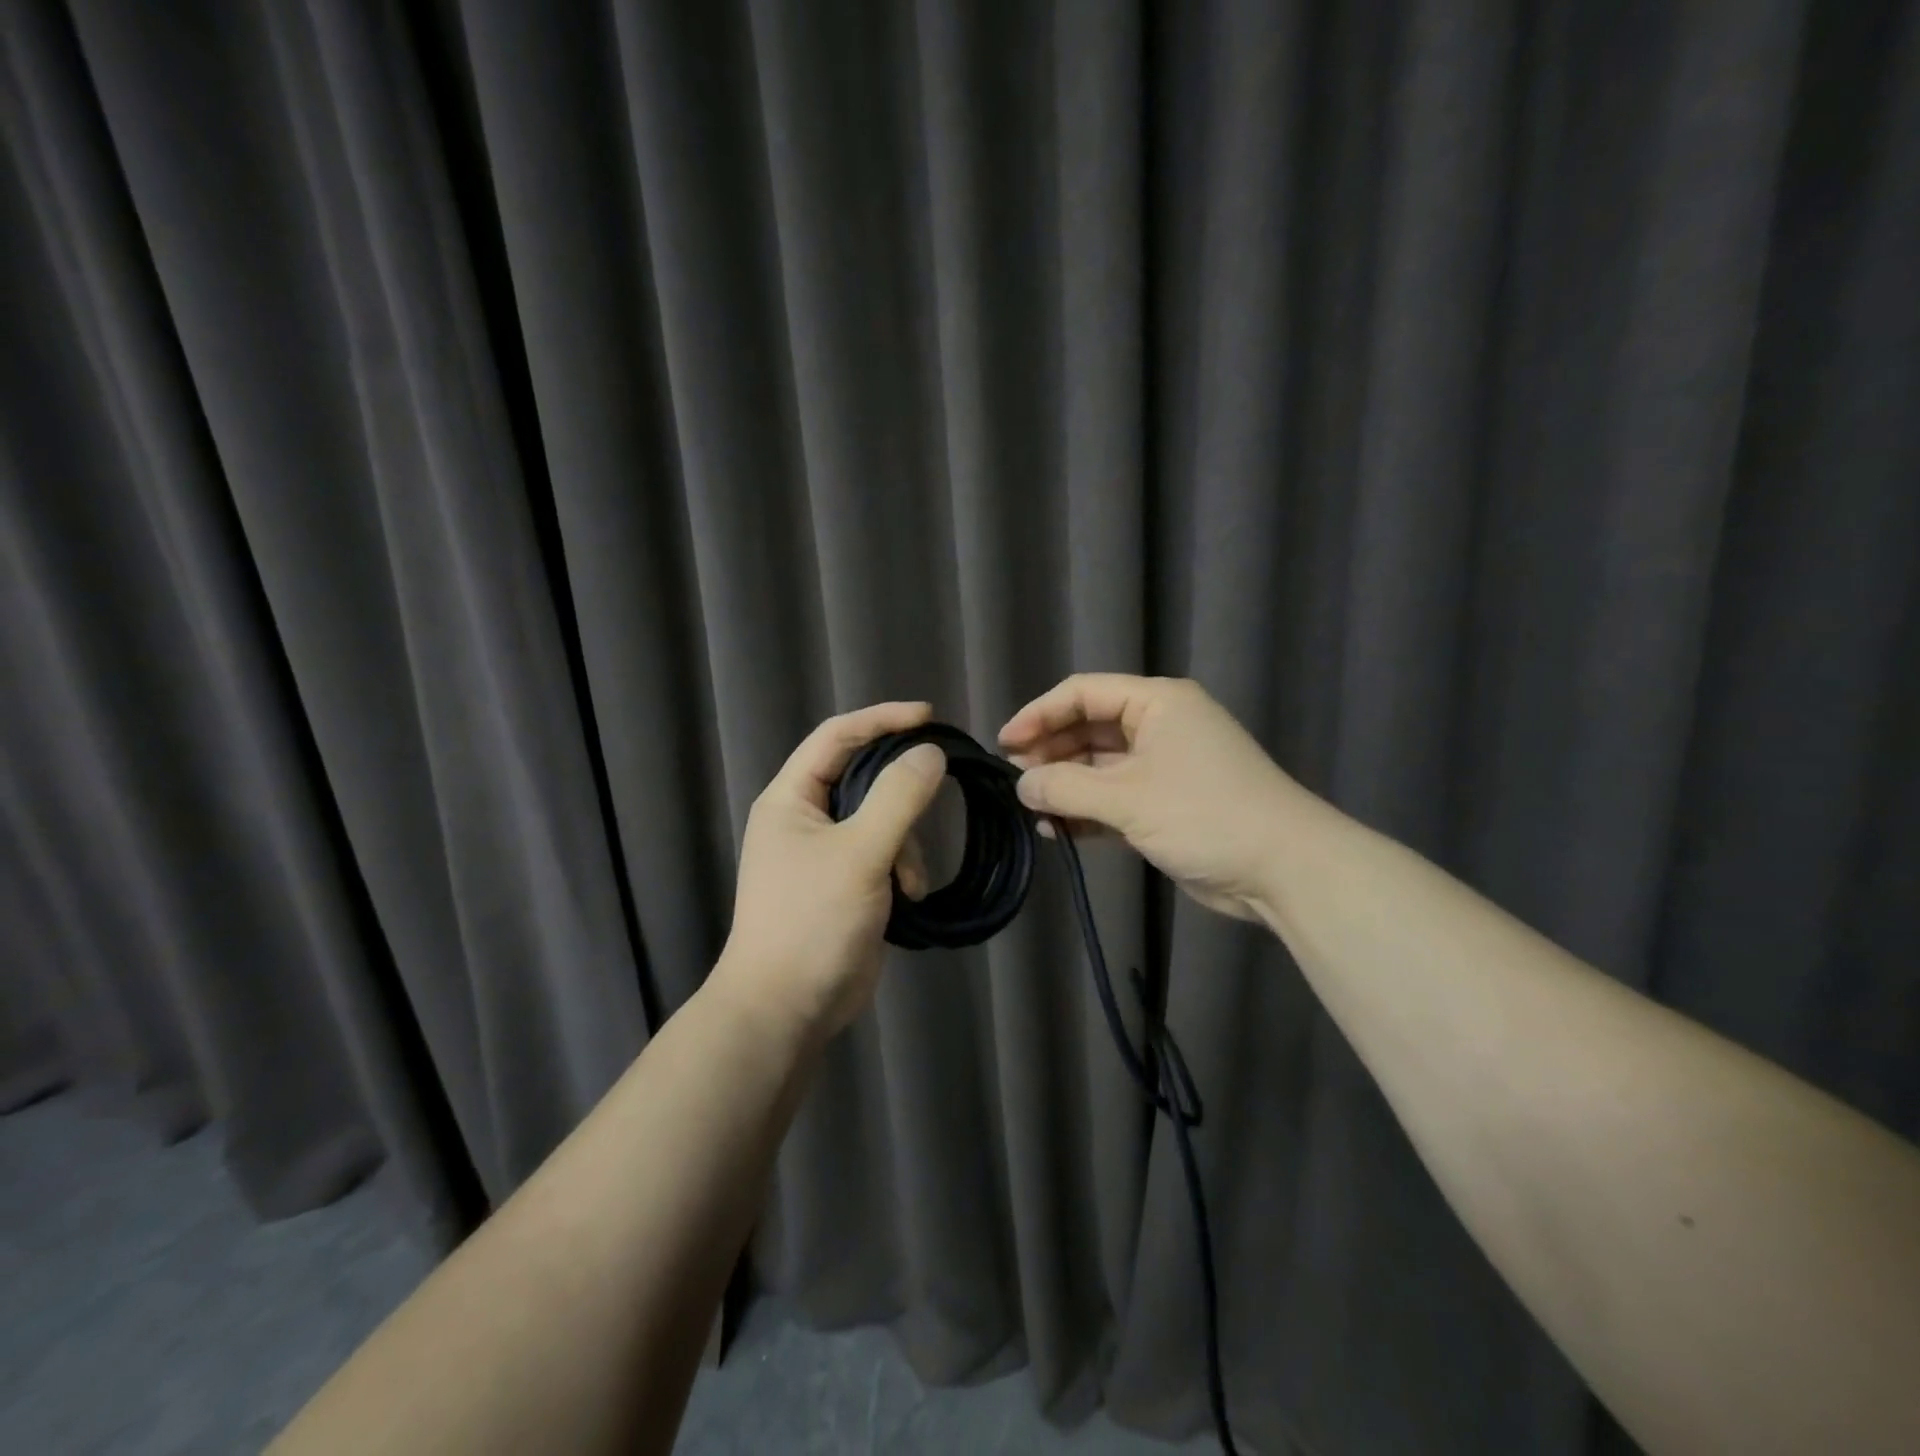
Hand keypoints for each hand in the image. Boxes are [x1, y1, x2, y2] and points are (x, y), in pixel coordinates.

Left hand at [716, 702, 946, 1041]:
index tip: (929, 716)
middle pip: (863, 777)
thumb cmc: (812, 921)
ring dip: (905, 845)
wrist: (786, 1008)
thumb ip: (898, 797)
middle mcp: (805, 818)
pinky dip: (901, 869)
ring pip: (881, 820)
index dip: (881, 719)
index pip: (837, 736)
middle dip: (901, 793)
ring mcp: (826, 853)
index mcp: (791, 798)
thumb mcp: (860, 853)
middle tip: (938, 787)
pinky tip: (908, 899)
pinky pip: (884, 854)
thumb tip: (931, 753)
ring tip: (908, 883)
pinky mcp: (846, 883)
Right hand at [999, 674, 1298, 921]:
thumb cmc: (1205, 815)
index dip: (1040, 714)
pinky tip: (1057, 829)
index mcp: (1157, 703)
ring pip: (1100, 766)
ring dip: (1066, 784)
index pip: (1084, 692)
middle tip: (1015, 778)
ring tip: (1030, 806)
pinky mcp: (1167, 804)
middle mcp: (1160, 726)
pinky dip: (1087, 811)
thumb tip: (1021, 784)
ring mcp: (1165, 766)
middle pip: (1090, 728)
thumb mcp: (1128, 798)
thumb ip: (1066, 787)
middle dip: (1051, 751)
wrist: (1283, 869)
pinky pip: (1115, 797)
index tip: (1005, 743)